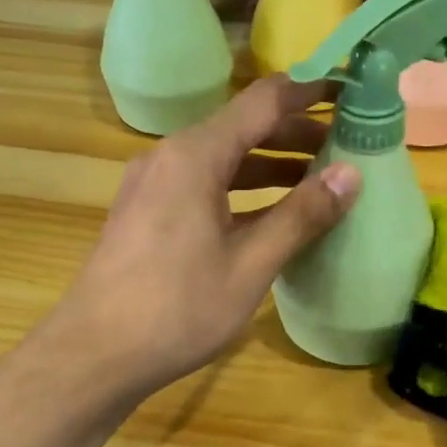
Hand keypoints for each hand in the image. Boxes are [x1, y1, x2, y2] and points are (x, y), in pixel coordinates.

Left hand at [39, 75, 360, 401]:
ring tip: (319, 179)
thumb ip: (301, 216)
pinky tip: (271, 214)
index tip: (352, 90)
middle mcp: (170, 157)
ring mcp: (153, 185)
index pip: (264, 101)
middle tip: (348, 146)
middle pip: (242, 127)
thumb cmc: (177, 309)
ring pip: (223, 159)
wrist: (95, 355)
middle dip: (296, 133)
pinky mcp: (147, 213)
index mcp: (195, 155)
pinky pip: (204, 185)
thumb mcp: (250, 264)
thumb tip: (351, 174)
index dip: (311, 91)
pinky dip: (242, 189)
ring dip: (271, 164)